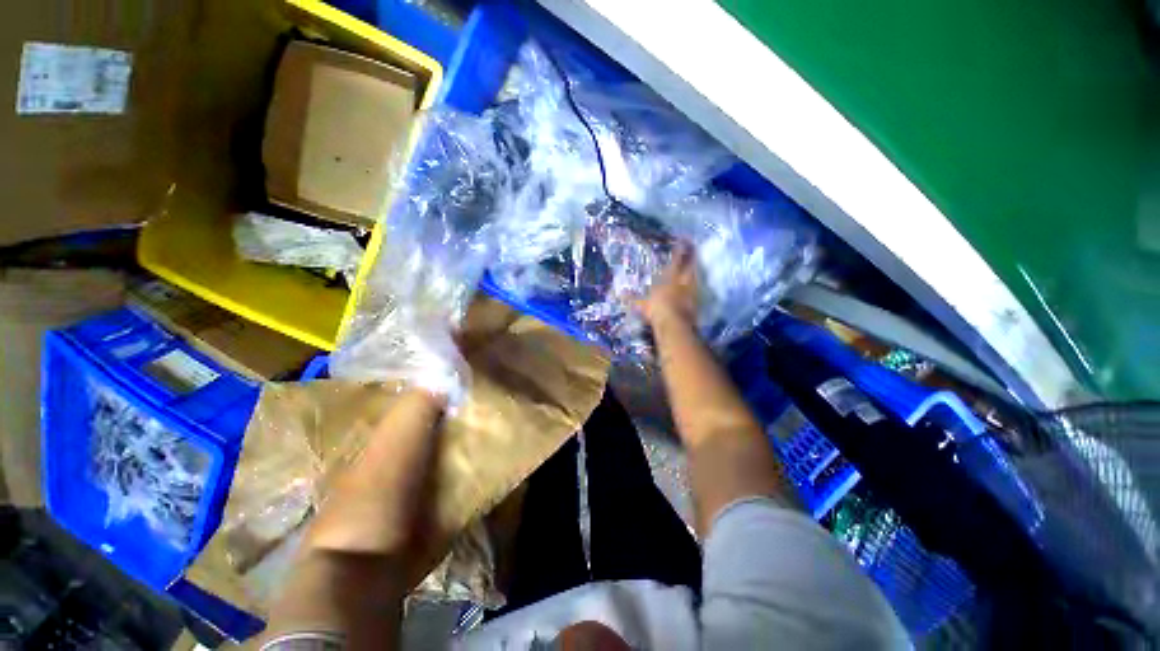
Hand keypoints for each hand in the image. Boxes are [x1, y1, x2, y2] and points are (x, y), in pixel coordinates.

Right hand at [637, 244, 698, 328]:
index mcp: (670, 277)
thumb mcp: (642, 304)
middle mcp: (683, 281)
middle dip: (691, 255)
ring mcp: (692, 291)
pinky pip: (696, 290)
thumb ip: (633, 298)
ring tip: (694, 265)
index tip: (683, 240)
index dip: (679, 249)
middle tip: (693, 247)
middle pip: (690, 265)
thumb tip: (620, 294)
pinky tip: (694, 286)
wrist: (675, 324)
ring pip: (695, 276)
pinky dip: (695, 286)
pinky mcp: (696, 302)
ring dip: (694, 270)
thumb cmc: (657, 309)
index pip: (676, 260)